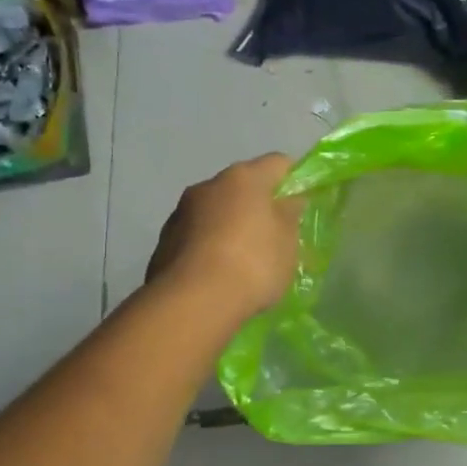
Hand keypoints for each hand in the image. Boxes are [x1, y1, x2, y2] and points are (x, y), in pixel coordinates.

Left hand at [147, 154, 302, 322]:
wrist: (193, 302)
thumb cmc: (253, 263)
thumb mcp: (287, 242)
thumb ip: (290, 216)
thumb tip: (289, 201)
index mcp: (243, 178)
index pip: (277, 163)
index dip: (293, 179)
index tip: (302, 202)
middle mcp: (208, 186)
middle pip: (242, 186)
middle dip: (259, 205)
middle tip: (274, 235)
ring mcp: (181, 213)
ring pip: (216, 211)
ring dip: (231, 226)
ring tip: (244, 259)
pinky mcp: (164, 242)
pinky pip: (197, 236)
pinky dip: (210, 246)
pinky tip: (219, 274)